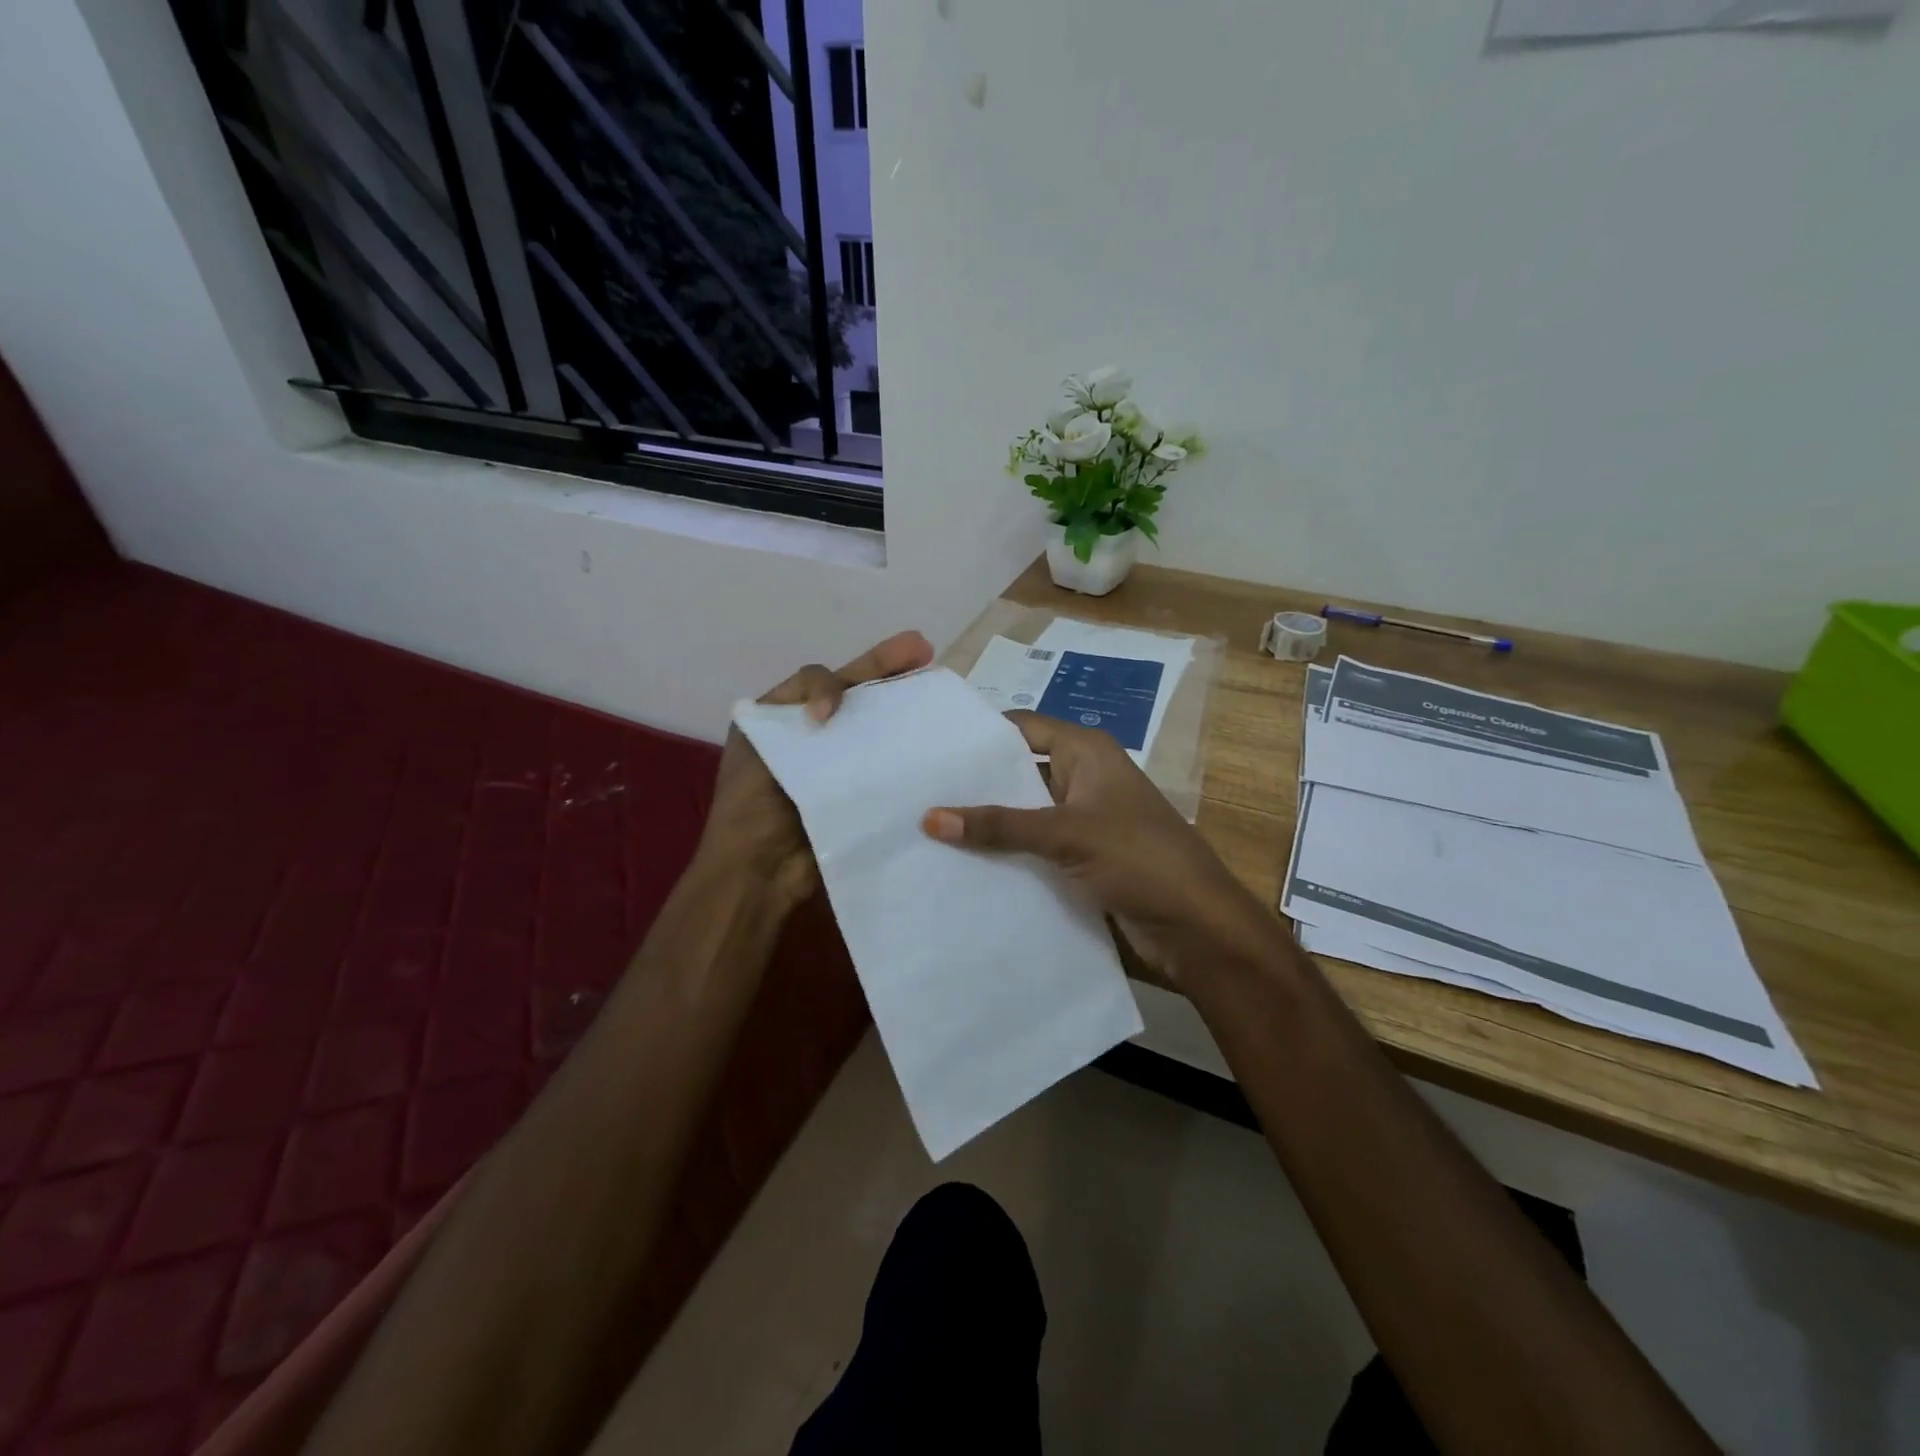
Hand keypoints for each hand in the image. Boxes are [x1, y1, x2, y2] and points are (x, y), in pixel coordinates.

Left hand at [696, 631, 934, 909]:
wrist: (759, 871)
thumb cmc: (751, 804)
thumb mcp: (758, 739)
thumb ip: (798, 703)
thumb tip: (836, 710)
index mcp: (783, 717)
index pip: (822, 678)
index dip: (833, 683)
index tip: (833, 714)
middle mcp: (815, 735)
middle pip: (857, 694)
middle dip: (889, 668)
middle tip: (924, 650)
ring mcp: (840, 765)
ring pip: (876, 726)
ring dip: (904, 706)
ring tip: (937, 687)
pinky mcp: (861, 793)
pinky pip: (886, 765)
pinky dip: (907, 752)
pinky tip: (934, 742)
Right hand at [921, 713, 1278, 983]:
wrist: (1197, 926)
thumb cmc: (1138, 859)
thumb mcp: (1066, 834)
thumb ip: (999, 825)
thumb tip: (929, 817)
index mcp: (1086, 752)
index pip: (1021, 727)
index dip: (979, 735)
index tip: (929, 747)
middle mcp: (1083, 777)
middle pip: (1020, 770)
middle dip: (976, 783)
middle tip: (918, 791)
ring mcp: (1084, 819)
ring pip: (1025, 812)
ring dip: (989, 822)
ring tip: (929, 828)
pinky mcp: (1084, 857)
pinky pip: (1036, 846)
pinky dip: (1008, 853)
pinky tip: (965, 864)